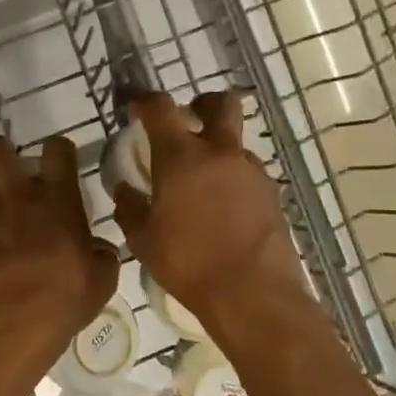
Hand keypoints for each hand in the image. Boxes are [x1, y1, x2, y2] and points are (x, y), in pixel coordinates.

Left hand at [0, 135, 119, 351]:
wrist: (13, 324)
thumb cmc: (65, 299)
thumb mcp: (102, 278)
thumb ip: (100, 253)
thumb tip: (97, 248)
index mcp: (57, 199)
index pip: (57, 149)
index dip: (57, 149)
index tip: (58, 161)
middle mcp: (16, 196)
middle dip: (0, 153)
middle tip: (7, 171)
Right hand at [110, 91, 313, 330]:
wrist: (253, 294)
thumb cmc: (188, 263)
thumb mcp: (143, 240)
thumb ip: (130, 208)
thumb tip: (124, 189)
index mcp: (181, 157)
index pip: (161, 108)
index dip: (145, 101)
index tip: (136, 109)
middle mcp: (220, 152)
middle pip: (220, 103)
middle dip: (201, 105)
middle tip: (186, 122)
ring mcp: (251, 171)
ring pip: (234, 142)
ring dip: (216, 150)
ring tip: (200, 184)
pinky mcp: (271, 193)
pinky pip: (246, 172)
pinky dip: (231, 179)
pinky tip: (221, 209)